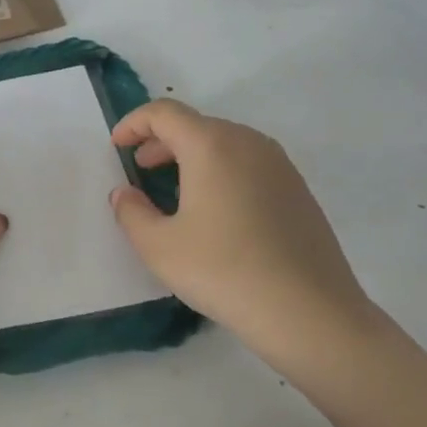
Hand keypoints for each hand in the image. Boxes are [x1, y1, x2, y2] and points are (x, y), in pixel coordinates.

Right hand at [108, 99, 370, 359]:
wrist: (310, 312)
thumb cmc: (224, 271)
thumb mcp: (159, 247)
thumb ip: (131, 212)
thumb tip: (125, 193)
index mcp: (211, 145)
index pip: (164, 113)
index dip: (133, 123)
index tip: (117, 146)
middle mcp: (248, 143)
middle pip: (196, 124)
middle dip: (161, 140)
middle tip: (140, 168)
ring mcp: (279, 165)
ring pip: (224, 142)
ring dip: (192, 155)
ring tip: (174, 189)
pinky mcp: (298, 189)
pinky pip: (248, 163)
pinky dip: (221, 170)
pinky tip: (215, 210)